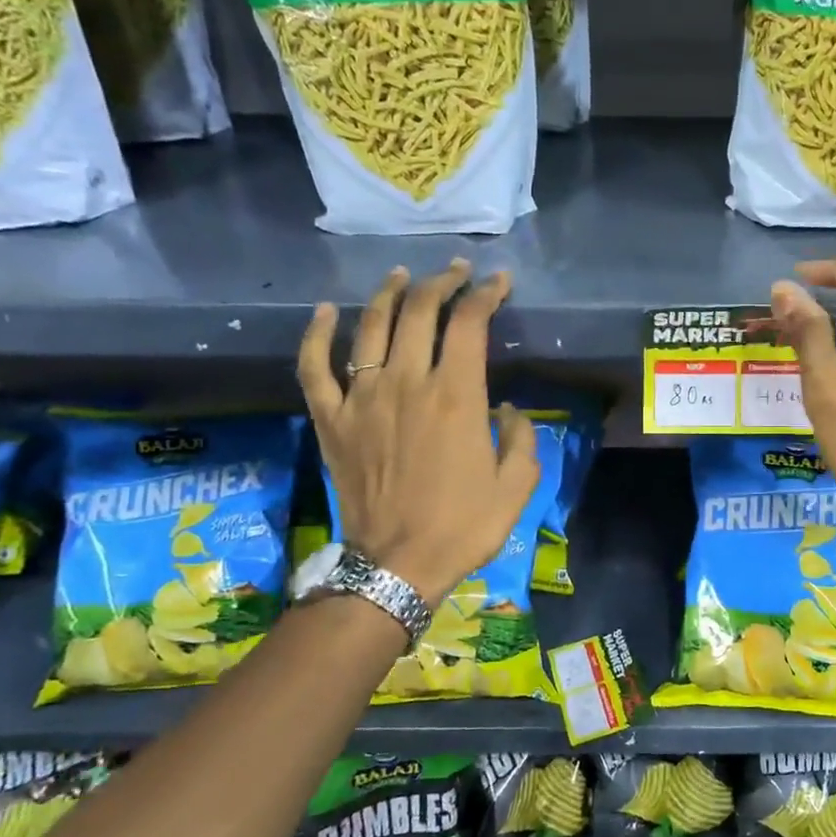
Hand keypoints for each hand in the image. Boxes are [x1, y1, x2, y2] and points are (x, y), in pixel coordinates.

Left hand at [299, 259, 539, 606]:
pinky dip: (316, 335)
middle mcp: (407, 383)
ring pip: (370, 326)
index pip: (469, 323)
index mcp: (457, 396)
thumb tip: (505, 408)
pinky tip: (324, 312)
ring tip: (401, 275)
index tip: (497, 282)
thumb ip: (521, 437)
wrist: (398, 565)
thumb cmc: (464, 526)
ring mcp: (362, 399)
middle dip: (442, 282)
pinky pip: (314, 367)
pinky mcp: (331, 420)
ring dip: (388, 293)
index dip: (485, 294)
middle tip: (456, 271)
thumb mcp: (517, 486)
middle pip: (419, 311)